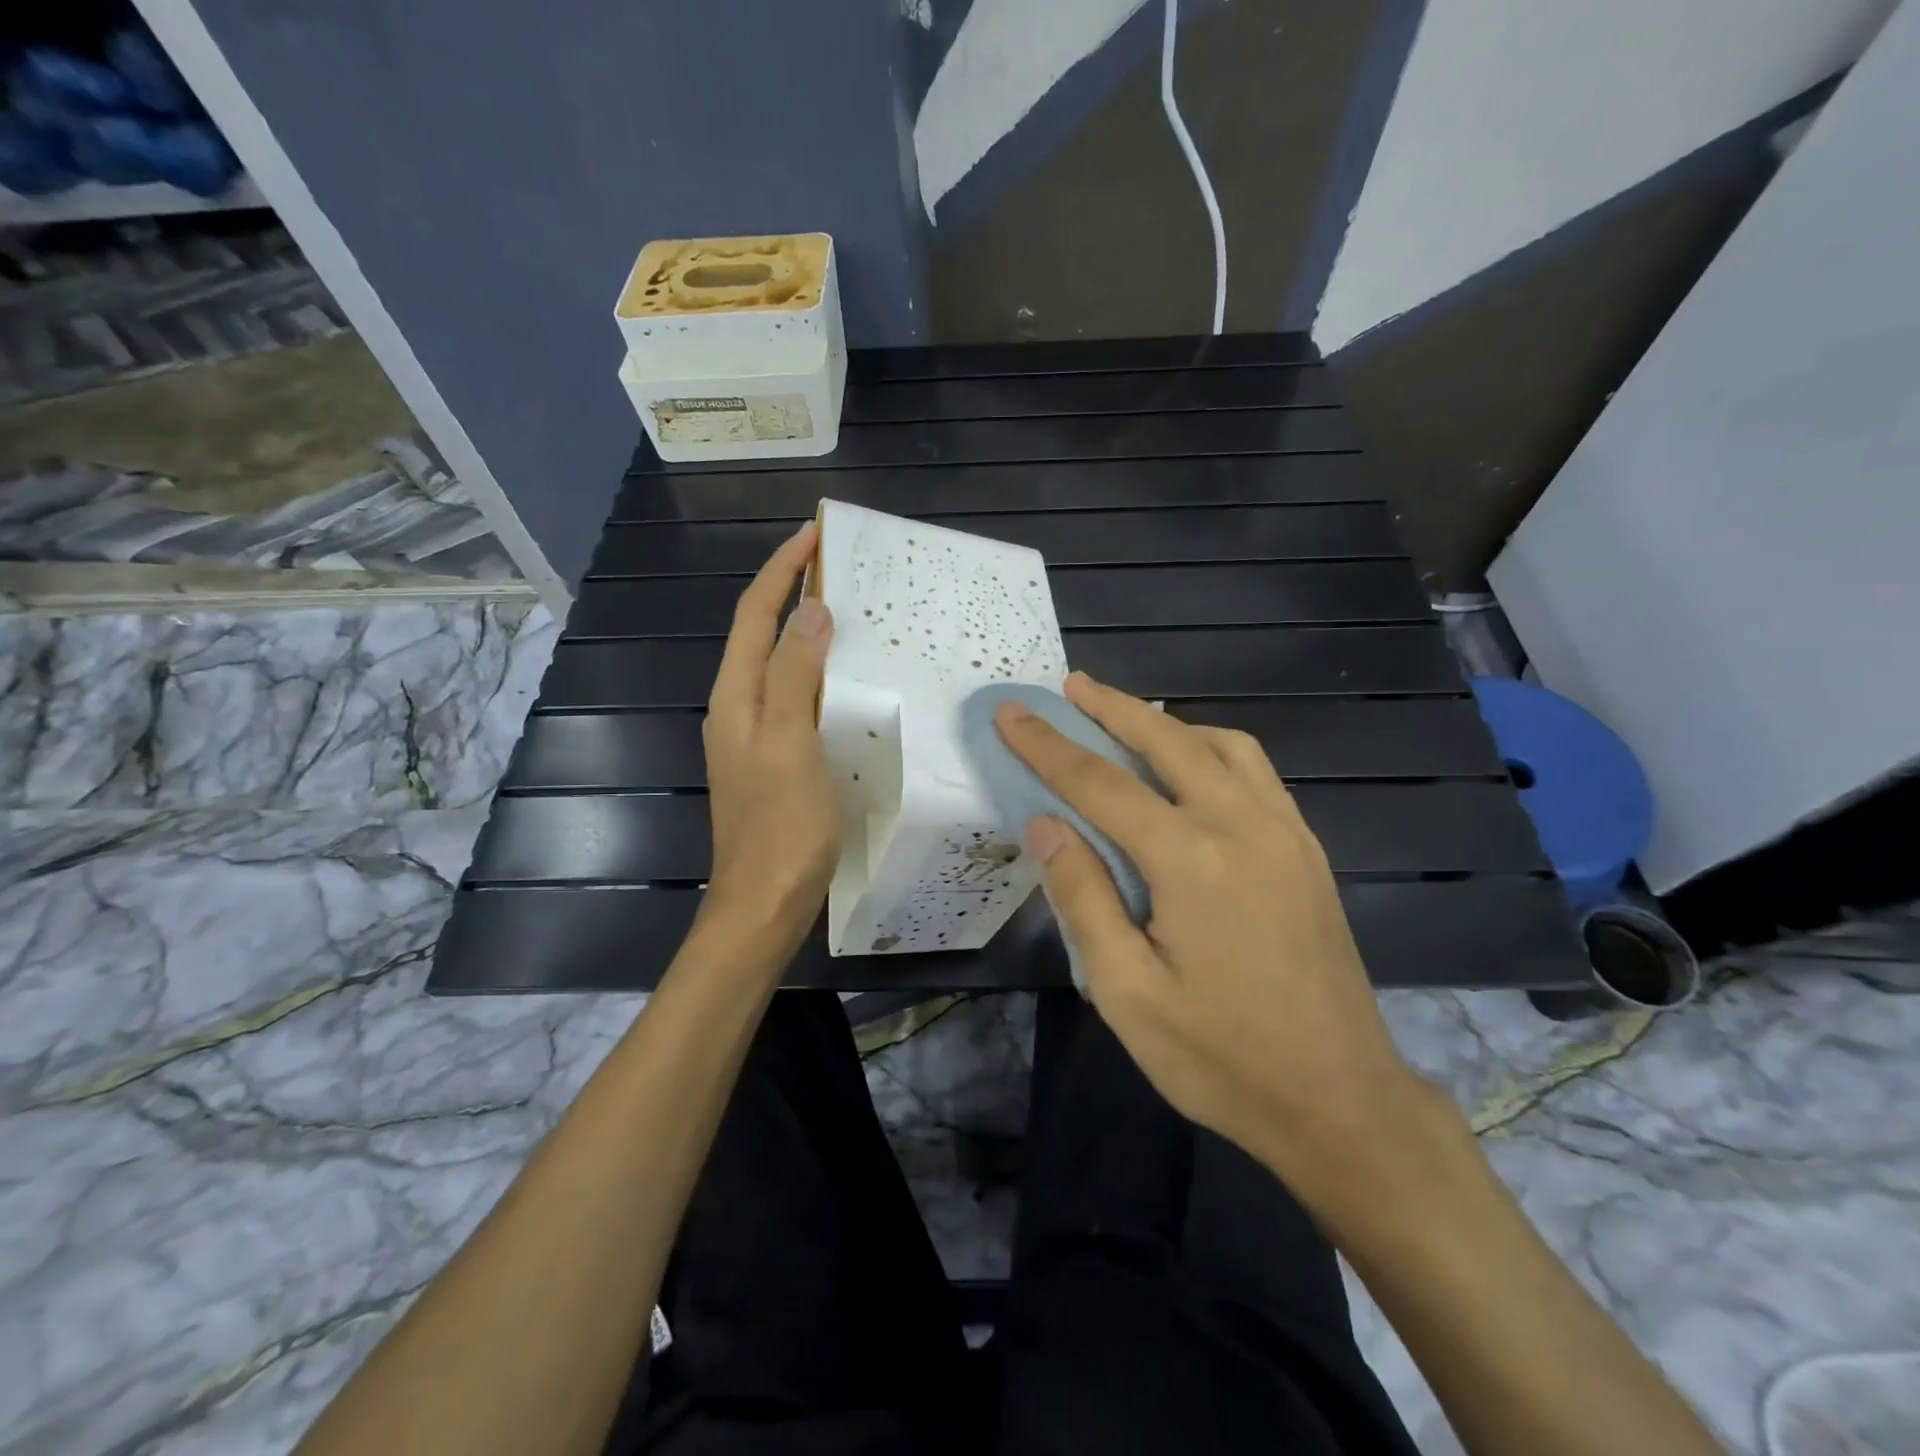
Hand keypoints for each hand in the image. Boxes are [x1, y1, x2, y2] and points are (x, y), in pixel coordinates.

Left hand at [697, 523, 839, 954]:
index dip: (781, 572)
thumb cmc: (781, 827)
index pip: (753, 616)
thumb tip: (810, 612)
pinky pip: (797, 700)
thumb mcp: (789, 744)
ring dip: (808, 634)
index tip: (814, 535)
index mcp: (735, 699)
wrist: (765, 904)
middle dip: (794, 594)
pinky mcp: (777, 760)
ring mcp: (756, 737)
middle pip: (762, 636)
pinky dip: (819, 675)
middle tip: (841, 571)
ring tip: (851, 614)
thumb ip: (794, 676)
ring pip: (780, 667)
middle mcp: (738, 709)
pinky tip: (848, 681)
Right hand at [993, 673, 1426, 1196]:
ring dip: (1166, 723)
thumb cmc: (1222, 1058)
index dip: (1048, 746)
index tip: (1011, 712)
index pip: (1101, 783)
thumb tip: (1045, 825)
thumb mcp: (1127, 993)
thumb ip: (1083, 898)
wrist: (1342, 1102)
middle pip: (1167, 741)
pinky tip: (1191, 766)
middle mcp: (1243, 825)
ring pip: (1222, 744)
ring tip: (1125, 721)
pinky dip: (1211, 747)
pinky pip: (1255, 771)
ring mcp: (1285, 832)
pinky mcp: (1307, 850)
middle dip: (1112, 707)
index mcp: (1192, 860)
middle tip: (1070, 685)